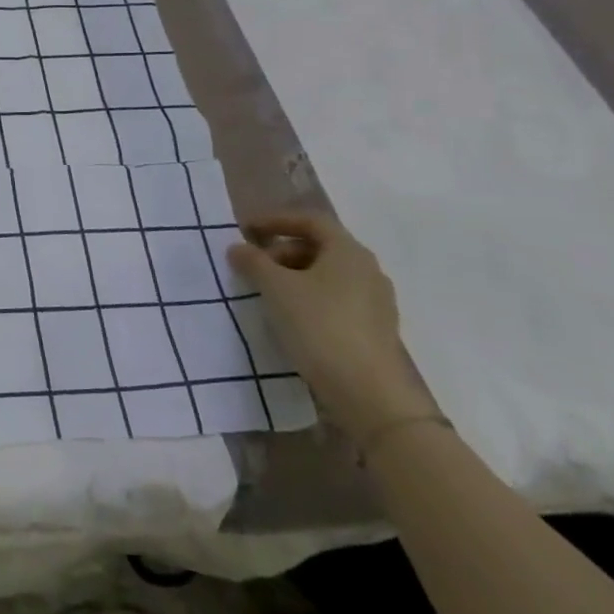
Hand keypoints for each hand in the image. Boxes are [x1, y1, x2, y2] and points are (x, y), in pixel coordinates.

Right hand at [225, 214, 437, 444]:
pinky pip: (336, 300)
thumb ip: (253, 262)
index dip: (275, 220)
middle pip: (319, 247)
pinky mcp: (374, 329)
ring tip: (267, 294)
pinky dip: (309, 299)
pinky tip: (291, 318)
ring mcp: (375, 302)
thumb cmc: (319, 325)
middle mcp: (367, 270)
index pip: (310, 221)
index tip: (245, 231)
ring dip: (293, 277)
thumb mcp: (275, 288)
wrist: (368, 392)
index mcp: (348, 251)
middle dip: (281, 252)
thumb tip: (238, 248)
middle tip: (253, 267)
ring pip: (327, 276)